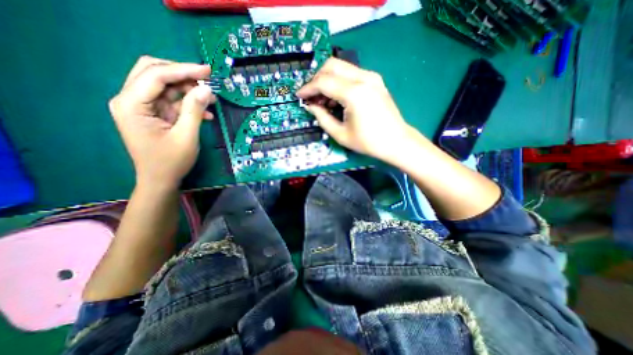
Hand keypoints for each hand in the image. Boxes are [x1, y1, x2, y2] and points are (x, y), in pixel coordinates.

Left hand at [110, 56, 215, 188]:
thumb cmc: (171, 161)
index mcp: (131, 104)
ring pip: (165, 86)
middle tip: (207, 79)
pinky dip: (188, 104)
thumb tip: (206, 89)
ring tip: (211, 98)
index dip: (183, 70)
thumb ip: (194, 110)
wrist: (160, 180)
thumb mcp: (186, 136)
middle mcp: (131, 100)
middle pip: (154, 73)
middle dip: (182, 74)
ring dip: (188, 90)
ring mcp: (142, 107)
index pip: (155, 75)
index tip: (207, 70)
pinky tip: (205, 113)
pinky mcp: (154, 114)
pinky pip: (172, 101)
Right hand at [298, 58, 415, 163]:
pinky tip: (336, 98)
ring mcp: (371, 77)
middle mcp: (363, 78)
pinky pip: (351, 74)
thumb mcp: (340, 134)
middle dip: (316, 79)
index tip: (299, 96)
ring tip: (323, 101)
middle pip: (331, 65)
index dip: (308, 88)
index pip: (323, 82)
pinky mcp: (375, 80)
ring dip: (327, 79)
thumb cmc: (368, 142)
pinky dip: (339, 82)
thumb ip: (322, 117)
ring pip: (341, 67)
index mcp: (354, 93)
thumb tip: (310, 106)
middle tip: (311, 96)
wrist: (396, 141)